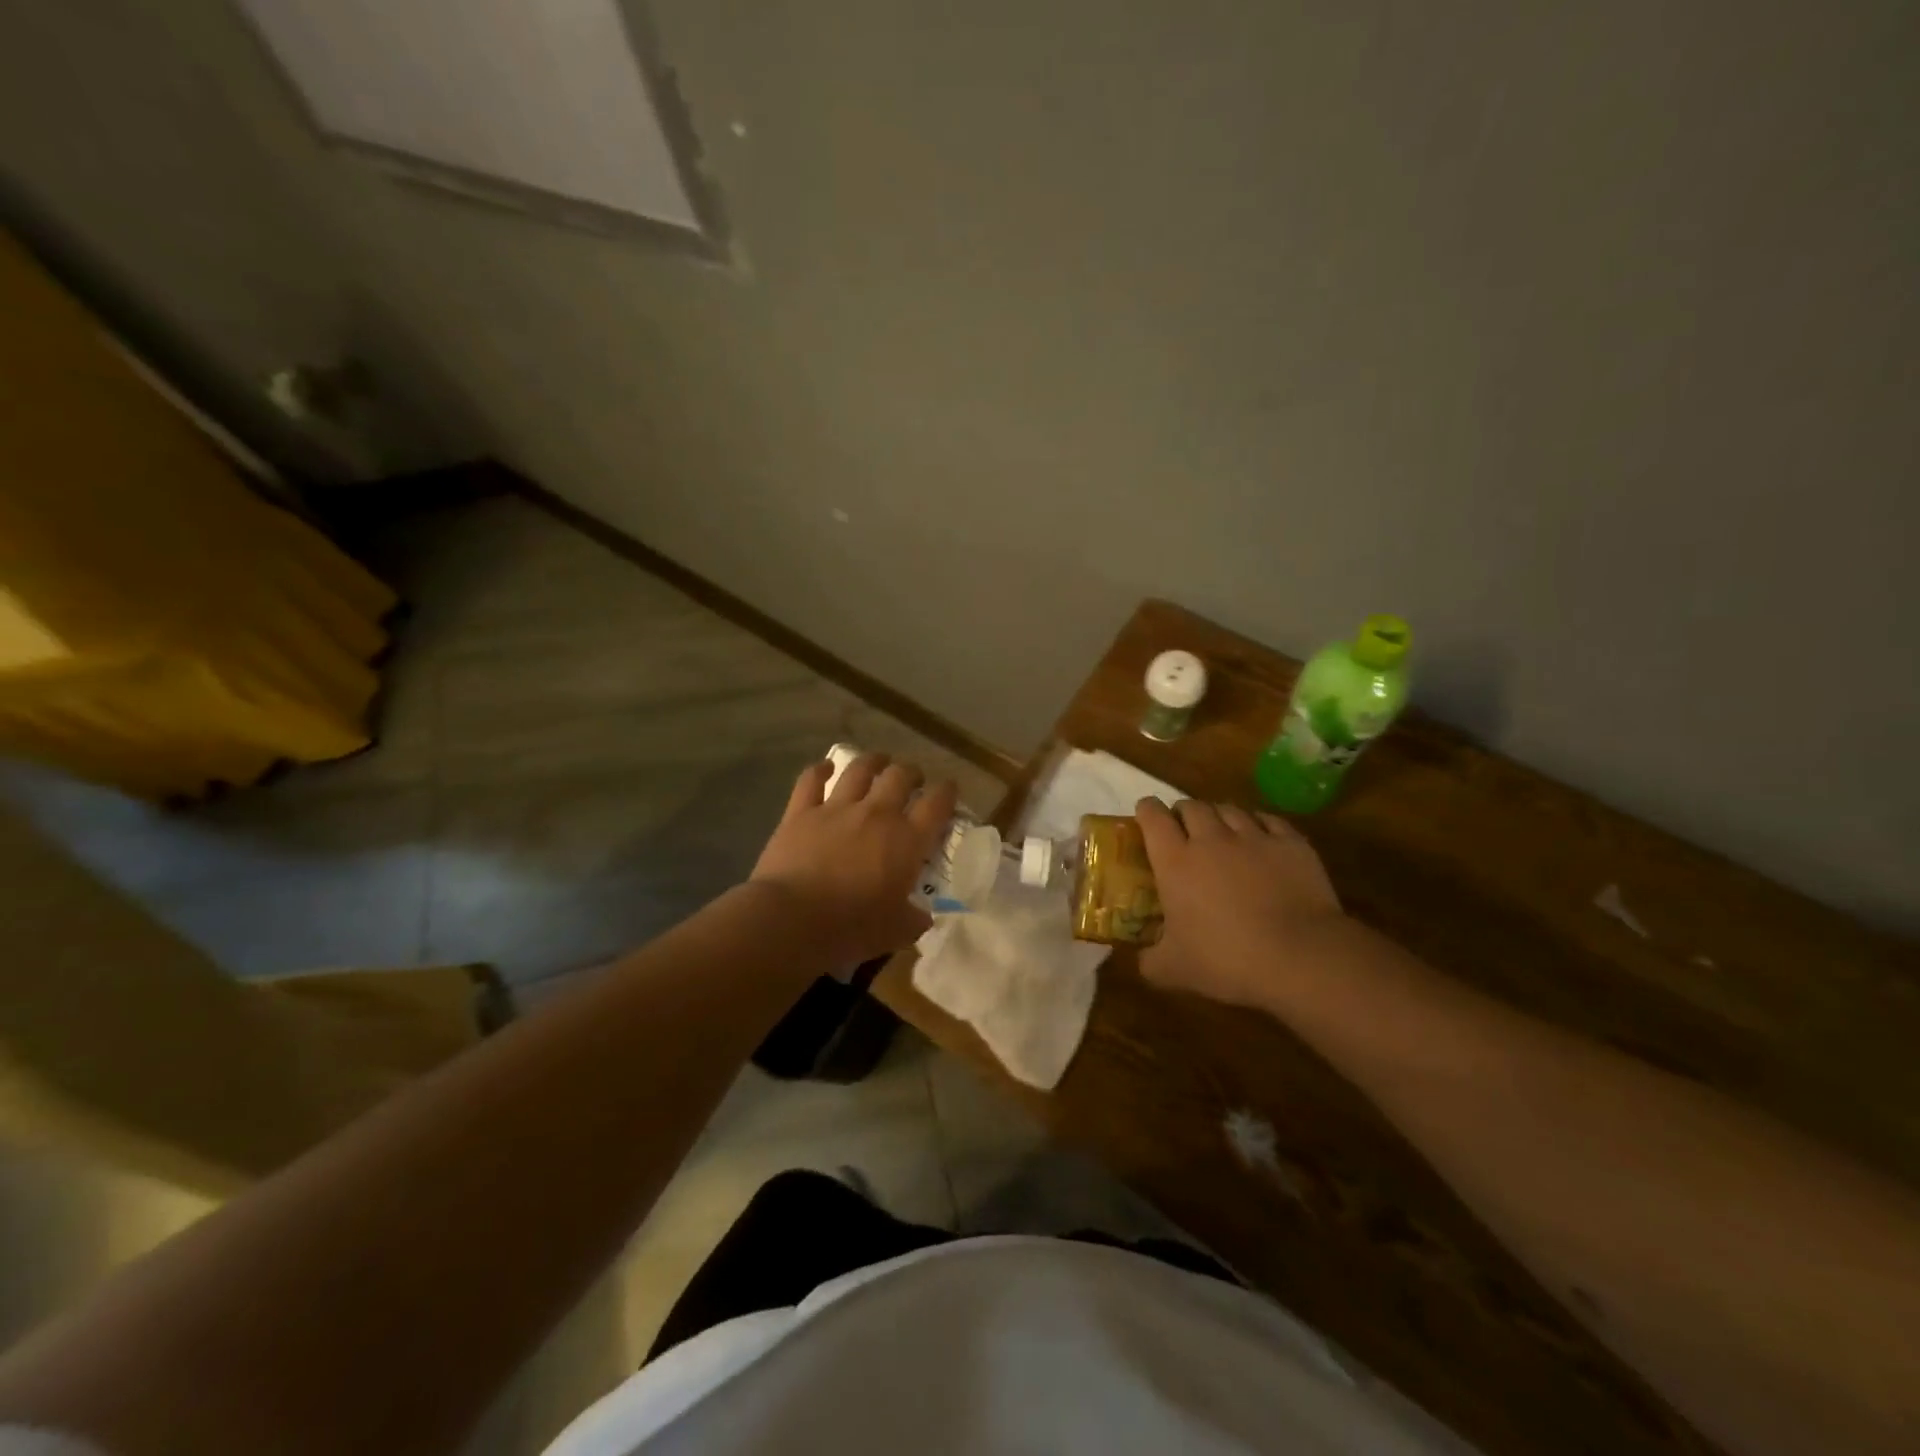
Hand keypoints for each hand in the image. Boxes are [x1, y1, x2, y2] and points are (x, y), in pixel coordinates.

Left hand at [750, 753, 957, 966]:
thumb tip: (922, 915)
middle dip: (911, 773)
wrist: (792, 920)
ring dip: (874, 761)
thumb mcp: (897, 931)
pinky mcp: (801, 812)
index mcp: (907, 840)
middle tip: (913, 780)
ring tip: (879, 762)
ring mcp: (837, 808)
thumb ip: (914, 919)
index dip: (947, 792)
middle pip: (901, 776)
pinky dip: (820, 770)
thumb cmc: (851, 928)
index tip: (949, 791)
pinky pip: (811, 780)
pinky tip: (826, 767)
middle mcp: (877, 814)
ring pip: (860, 769)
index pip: (937, 804)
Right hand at [1134, 798, 1343, 1010]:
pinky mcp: (1291, 843)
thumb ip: (1149, 961)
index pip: (1152, 816)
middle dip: (1183, 813)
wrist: (1300, 957)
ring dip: (1219, 816)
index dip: (1146, 811)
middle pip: (1192, 806)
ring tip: (1222, 832)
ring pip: (1229, 809)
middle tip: (1184, 831)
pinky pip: (1268, 820)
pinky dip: (1258, 824)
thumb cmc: (1227, 960)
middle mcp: (1211, 838)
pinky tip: (1260, 838)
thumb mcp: (1174, 971)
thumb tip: (1141, 961)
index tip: (1146, 817)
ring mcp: (1254, 836)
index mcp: (1175, 861)